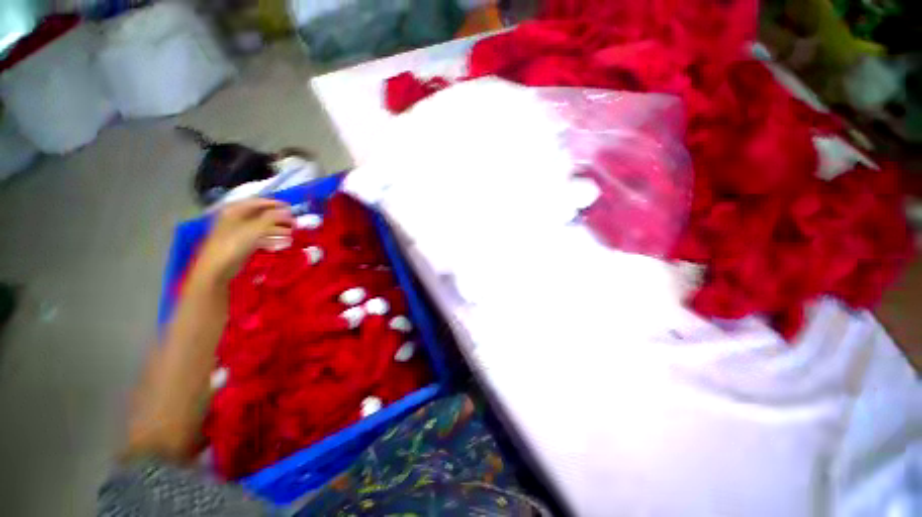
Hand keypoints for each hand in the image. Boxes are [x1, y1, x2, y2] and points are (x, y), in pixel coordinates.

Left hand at [194, 199, 293, 285]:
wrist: (218, 268)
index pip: (257, 202)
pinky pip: (260, 238)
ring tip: (293, 233)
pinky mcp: (243, 244)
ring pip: (262, 227)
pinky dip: (273, 239)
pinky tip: (285, 243)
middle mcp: (237, 219)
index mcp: (235, 211)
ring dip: (278, 230)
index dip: (274, 203)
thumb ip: (272, 218)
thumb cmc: (233, 244)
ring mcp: (239, 232)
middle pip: (261, 215)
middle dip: (279, 218)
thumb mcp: (254, 228)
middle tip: (294, 222)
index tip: (290, 207)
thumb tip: (287, 211)